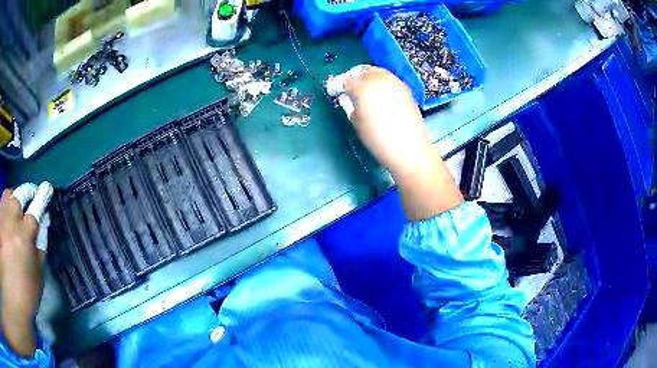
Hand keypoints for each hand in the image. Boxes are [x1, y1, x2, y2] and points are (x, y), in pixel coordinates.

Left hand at [0, 188, 46, 356]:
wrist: (17, 301)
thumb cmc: (27, 294)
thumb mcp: (37, 275)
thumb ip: (40, 246)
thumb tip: (43, 222)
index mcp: (24, 238)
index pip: (35, 210)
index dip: (41, 198)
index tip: (47, 188)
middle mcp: (11, 223)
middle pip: (18, 195)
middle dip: (25, 195)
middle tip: (28, 201)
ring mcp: (2, 222)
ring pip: (7, 195)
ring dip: (12, 199)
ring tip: (14, 209)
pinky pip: (1, 207)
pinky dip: (4, 208)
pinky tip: (6, 220)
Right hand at [345, 67, 462, 219]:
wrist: (409, 148)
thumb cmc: (378, 138)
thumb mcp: (356, 122)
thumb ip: (350, 105)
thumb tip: (349, 98)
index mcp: (363, 87)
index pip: (347, 80)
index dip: (339, 85)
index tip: (336, 91)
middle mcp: (379, 79)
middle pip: (363, 71)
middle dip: (355, 77)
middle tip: (350, 88)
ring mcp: (395, 82)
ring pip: (378, 72)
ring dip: (369, 78)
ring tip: (365, 91)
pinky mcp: (406, 89)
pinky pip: (389, 80)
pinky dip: (381, 83)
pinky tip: (379, 95)